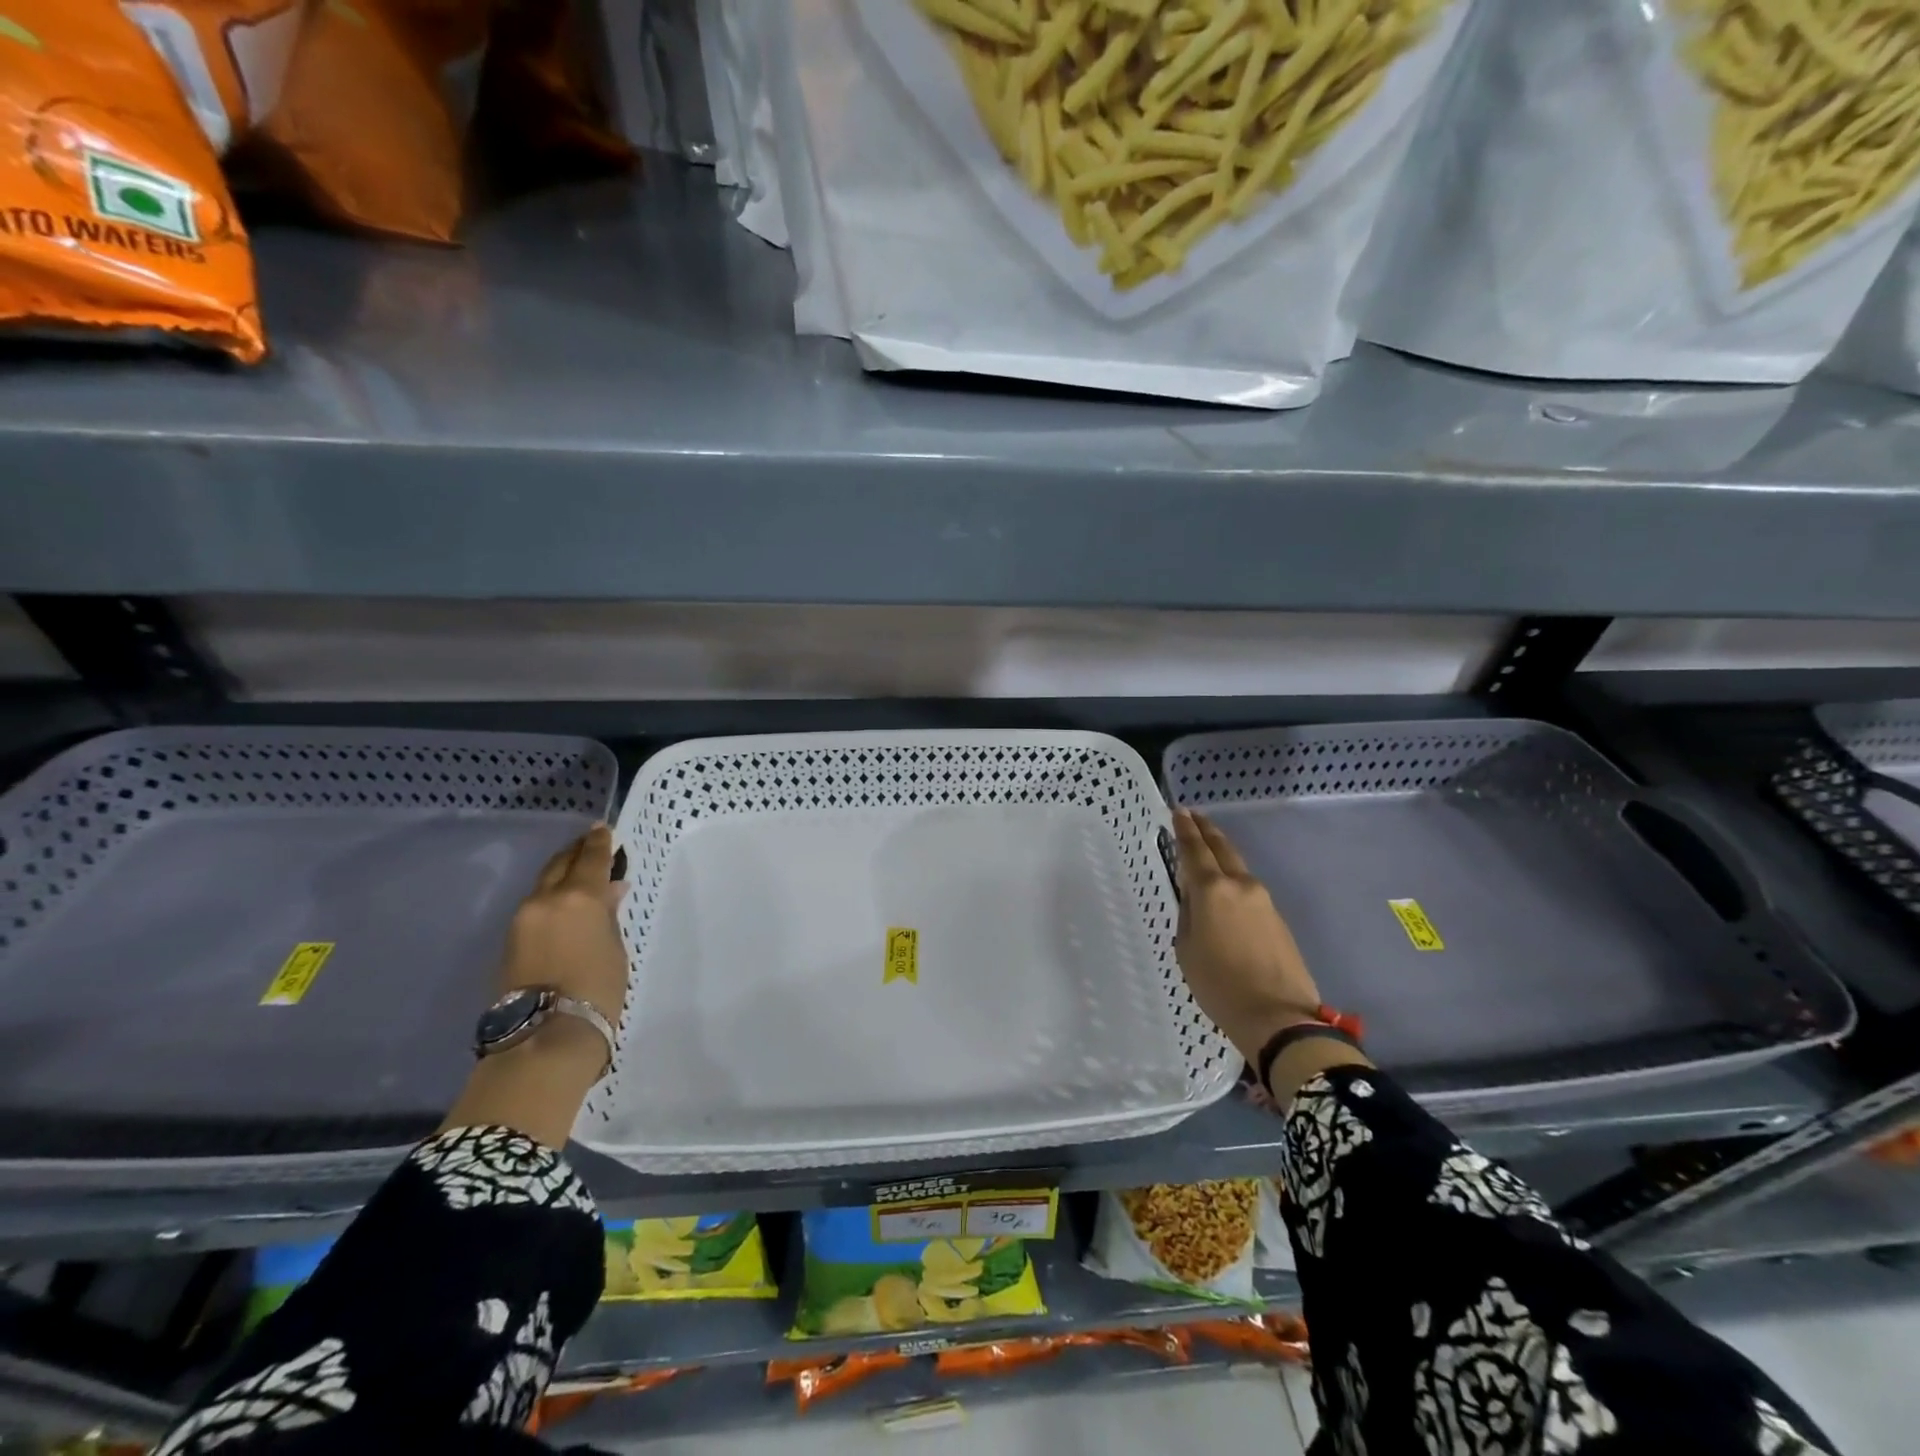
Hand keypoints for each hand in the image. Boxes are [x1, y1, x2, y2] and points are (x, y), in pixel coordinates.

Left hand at [499, 824, 629, 1025]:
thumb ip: (609, 915)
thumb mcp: (615, 948)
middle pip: (560, 864)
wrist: (545, 1036)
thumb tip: (611, 891)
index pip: (591, 858)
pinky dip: (550, 897)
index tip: (603, 828)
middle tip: (589, 844)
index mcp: (579, 897)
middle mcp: (546, 899)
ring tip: (578, 874)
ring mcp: (522, 919)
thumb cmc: (597, 990)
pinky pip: (534, 906)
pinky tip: (563, 904)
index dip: (599, 842)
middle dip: (575, 852)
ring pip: (544, 884)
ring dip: (561, 875)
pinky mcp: (509, 940)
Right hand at [1172, 809, 1321, 1063]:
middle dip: (1206, 830)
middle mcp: (1240, 885)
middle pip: (1222, 848)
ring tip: (1207, 849)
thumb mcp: (1187, 949)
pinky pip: (1249, 889)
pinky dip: (1233, 878)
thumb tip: (1194, 897)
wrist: (1279, 1017)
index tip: (1178, 811)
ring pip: (1238, 866)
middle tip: (1193, 816)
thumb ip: (1188, 914)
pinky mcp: (1277, 918)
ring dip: (1221, 853)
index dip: (1184, 829)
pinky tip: (1225, 888)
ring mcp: (1263, 900)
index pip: (1194, 850)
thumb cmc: (1220, 985)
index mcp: (1212, 890)